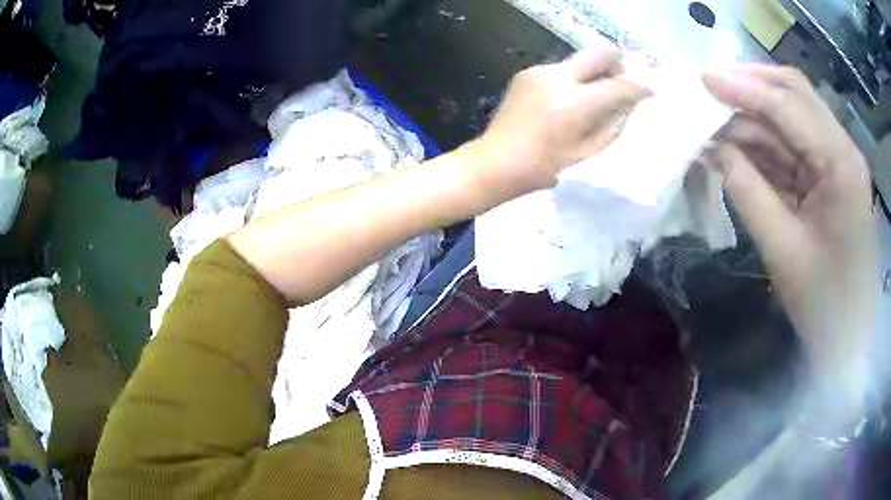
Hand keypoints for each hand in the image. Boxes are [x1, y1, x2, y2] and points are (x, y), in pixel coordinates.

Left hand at [464, 43, 650, 204]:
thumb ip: (613, 124)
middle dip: (619, 65)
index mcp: (573, 104)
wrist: (494, 163)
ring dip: (594, 74)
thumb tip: (630, 103)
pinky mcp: (527, 72)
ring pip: (581, 59)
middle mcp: (557, 77)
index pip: (619, 85)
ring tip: (593, 100)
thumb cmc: (543, 168)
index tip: (649, 94)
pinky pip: (562, 68)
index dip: (640, 88)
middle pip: (601, 52)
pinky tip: (567, 102)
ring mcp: (538, 71)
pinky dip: (574, 79)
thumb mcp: (587, 153)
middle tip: (621, 86)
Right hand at [703, 65, 876, 409]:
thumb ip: (747, 191)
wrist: (848, 339)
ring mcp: (840, 160)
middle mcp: (844, 149)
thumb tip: (714, 149)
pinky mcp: (834, 176)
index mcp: (841, 165)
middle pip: (795, 94)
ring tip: (718, 124)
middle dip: (751, 86)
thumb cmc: (822, 305)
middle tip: (710, 90)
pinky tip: (741, 148)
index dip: (743, 88)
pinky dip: (768, 143)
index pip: (788, 106)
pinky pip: (797, 145)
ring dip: (756, 117)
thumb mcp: (782, 250)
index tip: (702, 80)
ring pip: (794, 116)